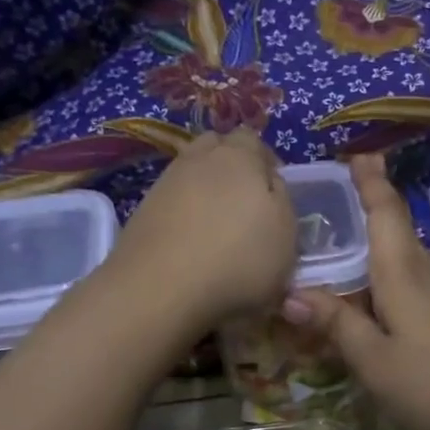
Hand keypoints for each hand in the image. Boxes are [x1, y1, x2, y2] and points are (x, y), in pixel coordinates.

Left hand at [110, 130, 297, 338]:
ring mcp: (166, 182)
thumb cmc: (238, 261)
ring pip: (192, 171)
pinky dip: (184, 212)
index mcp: (240, 156)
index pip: (253, 140)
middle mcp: (199, 159)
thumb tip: (270, 183)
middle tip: (245, 202)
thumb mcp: (286, 235)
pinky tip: (191, 242)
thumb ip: (282, 201)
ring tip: (217, 225)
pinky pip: (172, 199)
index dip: (265, 161)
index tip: (273, 192)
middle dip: (232, 166)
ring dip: (206, 190)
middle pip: (217, 148)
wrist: (160, 288)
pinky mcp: (143, 209)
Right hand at [284, 154, 429, 429]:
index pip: (385, 213)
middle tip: (335, 202)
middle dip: (370, 211)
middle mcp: (426, 276)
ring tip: (343, 255)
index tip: (359, 152)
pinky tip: (376, 306)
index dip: (371, 181)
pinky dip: (389, 285)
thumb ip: (337, 325)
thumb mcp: (375, 361)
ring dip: (376, 252)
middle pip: (396, 233)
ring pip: (404, 264)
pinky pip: (414, 290)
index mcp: (402, 275)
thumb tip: (292, 294)